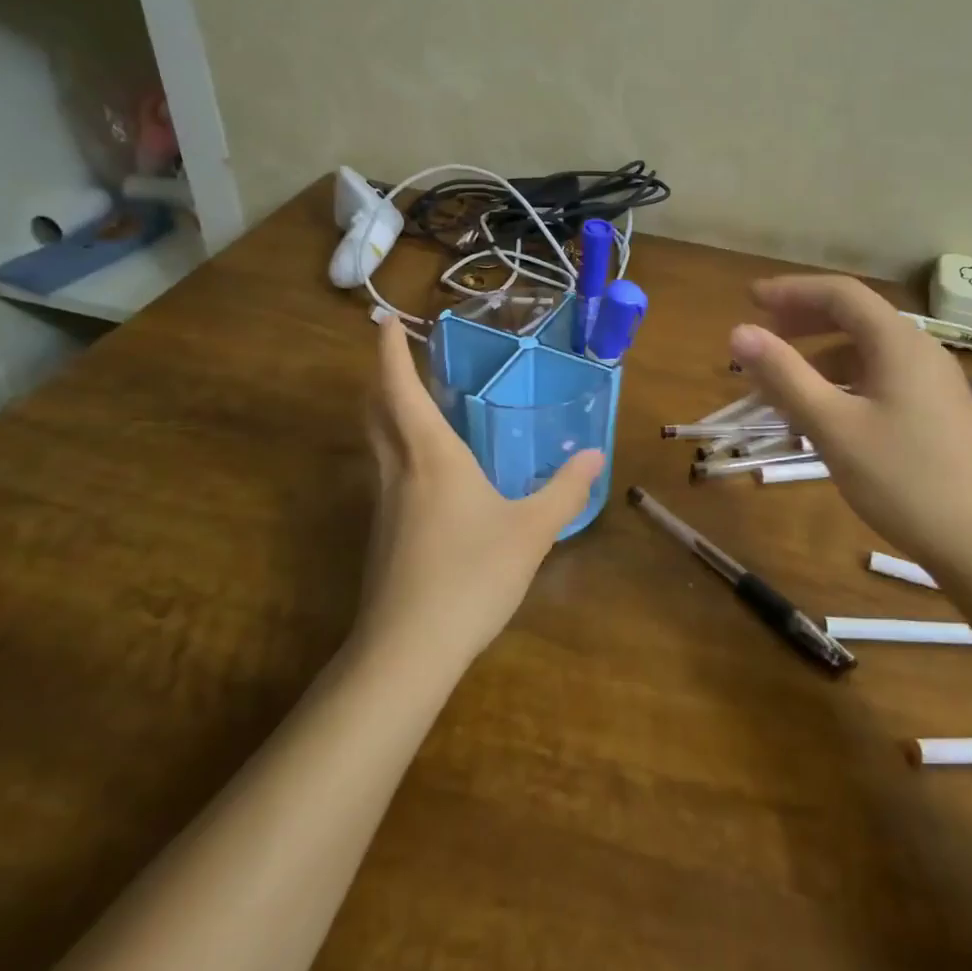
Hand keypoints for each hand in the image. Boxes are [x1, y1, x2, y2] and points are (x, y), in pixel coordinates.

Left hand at [357, 315, 604, 669]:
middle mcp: (399, 471)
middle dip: (382, 378)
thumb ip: (564, 489)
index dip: (389, 351)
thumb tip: (595, 455)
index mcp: (431, 456)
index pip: (401, 389)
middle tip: (397, 355)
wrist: (407, 650)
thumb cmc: (471, 575)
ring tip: (416, 404)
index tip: (383, 319)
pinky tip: (429, 474)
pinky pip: (386, 474)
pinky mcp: (383, 536)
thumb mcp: (531, 531)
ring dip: (388, 414)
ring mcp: (384, 505)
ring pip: (377, 444)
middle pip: (376, 411)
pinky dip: (399, 452)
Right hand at [730, 276, 971, 580]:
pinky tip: (826, 415)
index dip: (791, 291)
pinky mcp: (937, 412)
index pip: (840, 294)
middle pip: (856, 318)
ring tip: (783, 387)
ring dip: (821, 358)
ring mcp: (934, 383)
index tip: (750, 300)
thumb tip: (739, 332)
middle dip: (804, 321)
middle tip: (763, 337)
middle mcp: (920, 351)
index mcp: (898, 343)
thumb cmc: (903, 480)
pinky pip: (882, 379)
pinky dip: (845, 383)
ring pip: (867, 352)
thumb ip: (784, 376)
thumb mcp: (833, 427)